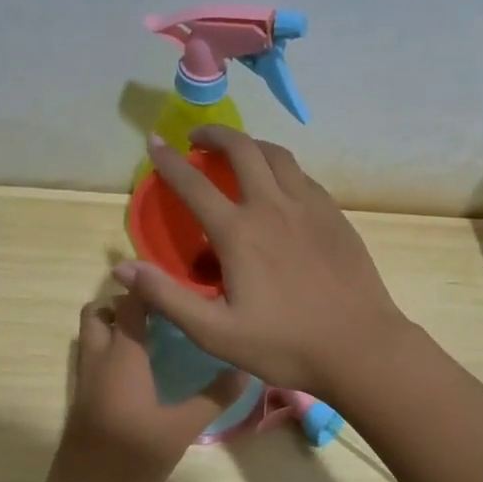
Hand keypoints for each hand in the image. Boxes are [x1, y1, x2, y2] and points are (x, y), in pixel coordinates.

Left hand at [46, 292, 237, 481]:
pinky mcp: (82, 399)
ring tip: (151, 337)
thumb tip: (243, 369)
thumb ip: (213, 398)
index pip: (130, 303)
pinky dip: (109, 350)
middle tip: (159, 313)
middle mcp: (98, 359)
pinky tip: (140, 370)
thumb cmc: (133, 457)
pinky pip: (92, 358)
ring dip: (113, 326)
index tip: (176, 285)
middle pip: (98, 313)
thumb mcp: (181, 429)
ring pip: (91, 335)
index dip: (148, 288)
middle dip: (123, 303)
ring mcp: (85, 380)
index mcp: (122, 357)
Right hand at [112, 127, 410, 395]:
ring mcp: (309, 207)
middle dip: (215, 135)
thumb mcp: (216, 332)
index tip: (154, 142)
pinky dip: (282, 168)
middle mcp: (273, 206)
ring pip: (277, 155)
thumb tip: (122, 266)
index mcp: (239, 232)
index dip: (169, 161)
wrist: (360, 346)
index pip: (194, 183)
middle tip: (198, 138)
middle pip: (242, 149)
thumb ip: (167, 297)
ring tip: (238, 152)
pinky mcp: (335, 216)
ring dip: (252, 145)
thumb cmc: (285, 344)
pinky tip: (280, 185)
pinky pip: (303, 176)